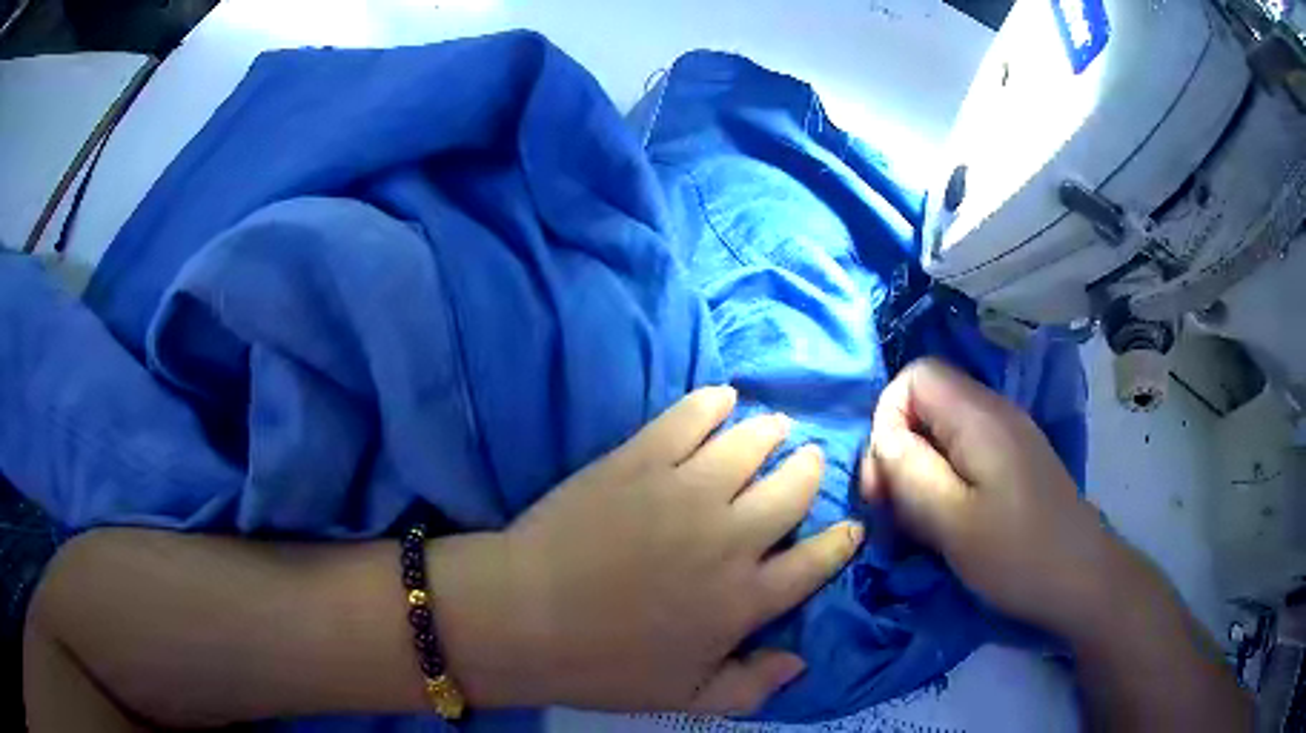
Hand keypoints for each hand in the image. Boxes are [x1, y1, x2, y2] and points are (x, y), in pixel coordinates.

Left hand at [432, 386, 862, 714]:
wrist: (522, 617)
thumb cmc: (604, 666)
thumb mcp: (686, 698)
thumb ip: (751, 687)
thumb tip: (799, 661)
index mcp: (745, 599)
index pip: (817, 560)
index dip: (841, 541)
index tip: (849, 527)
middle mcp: (732, 537)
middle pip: (795, 487)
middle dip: (810, 469)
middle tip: (806, 460)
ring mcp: (686, 491)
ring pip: (752, 443)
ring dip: (770, 432)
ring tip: (772, 428)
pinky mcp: (640, 458)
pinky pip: (691, 416)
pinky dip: (714, 403)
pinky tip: (722, 399)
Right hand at [859, 359, 1125, 636]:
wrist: (1082, 579)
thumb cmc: (1016, 553)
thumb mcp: (950, 520)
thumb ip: (908, 471)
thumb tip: (883, 441)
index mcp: (979, 416)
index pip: (914, 376)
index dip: (886, 418)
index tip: (884, 478)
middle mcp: (995, 413)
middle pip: (927, 404)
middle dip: (898, 450)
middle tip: (893, 510)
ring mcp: (1008, 438)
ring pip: (942, 433)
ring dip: (918, 472)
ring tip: (917, 523)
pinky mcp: (1014, 464)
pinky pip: (964, 455)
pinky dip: (942, 482)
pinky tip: (946, 522)